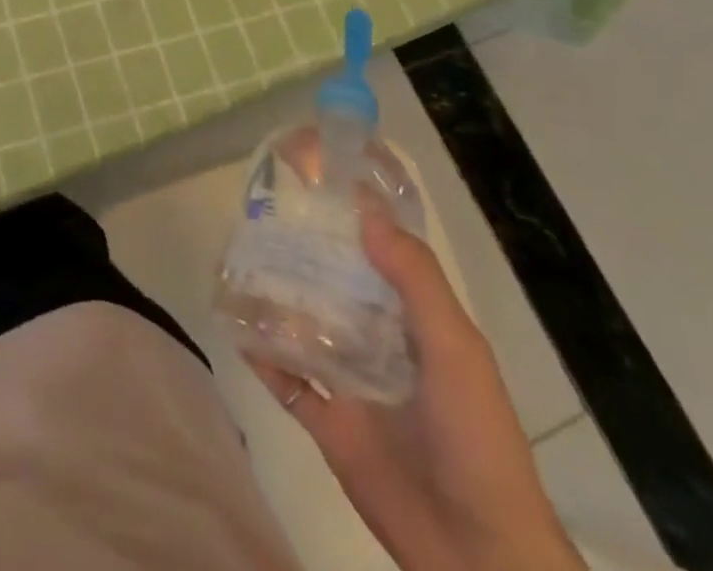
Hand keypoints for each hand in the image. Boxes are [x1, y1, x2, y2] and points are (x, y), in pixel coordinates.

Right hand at [246, 203, 583, 570]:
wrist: (479, 559)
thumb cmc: (477, 442)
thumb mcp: (456, 352)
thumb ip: (416, 282)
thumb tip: (365, 211)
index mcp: (414, 321)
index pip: (378, 255)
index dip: (349, 218)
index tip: (312, 180)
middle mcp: (379, 342)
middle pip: (332, 285)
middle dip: (300, 252)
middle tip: (257, 215)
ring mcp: (350, 383)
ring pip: (303, 326)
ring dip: (274, 298)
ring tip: (235, 260)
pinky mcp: (327, 423)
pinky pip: (286, 380)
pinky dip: (260, 354)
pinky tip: (234, 325)